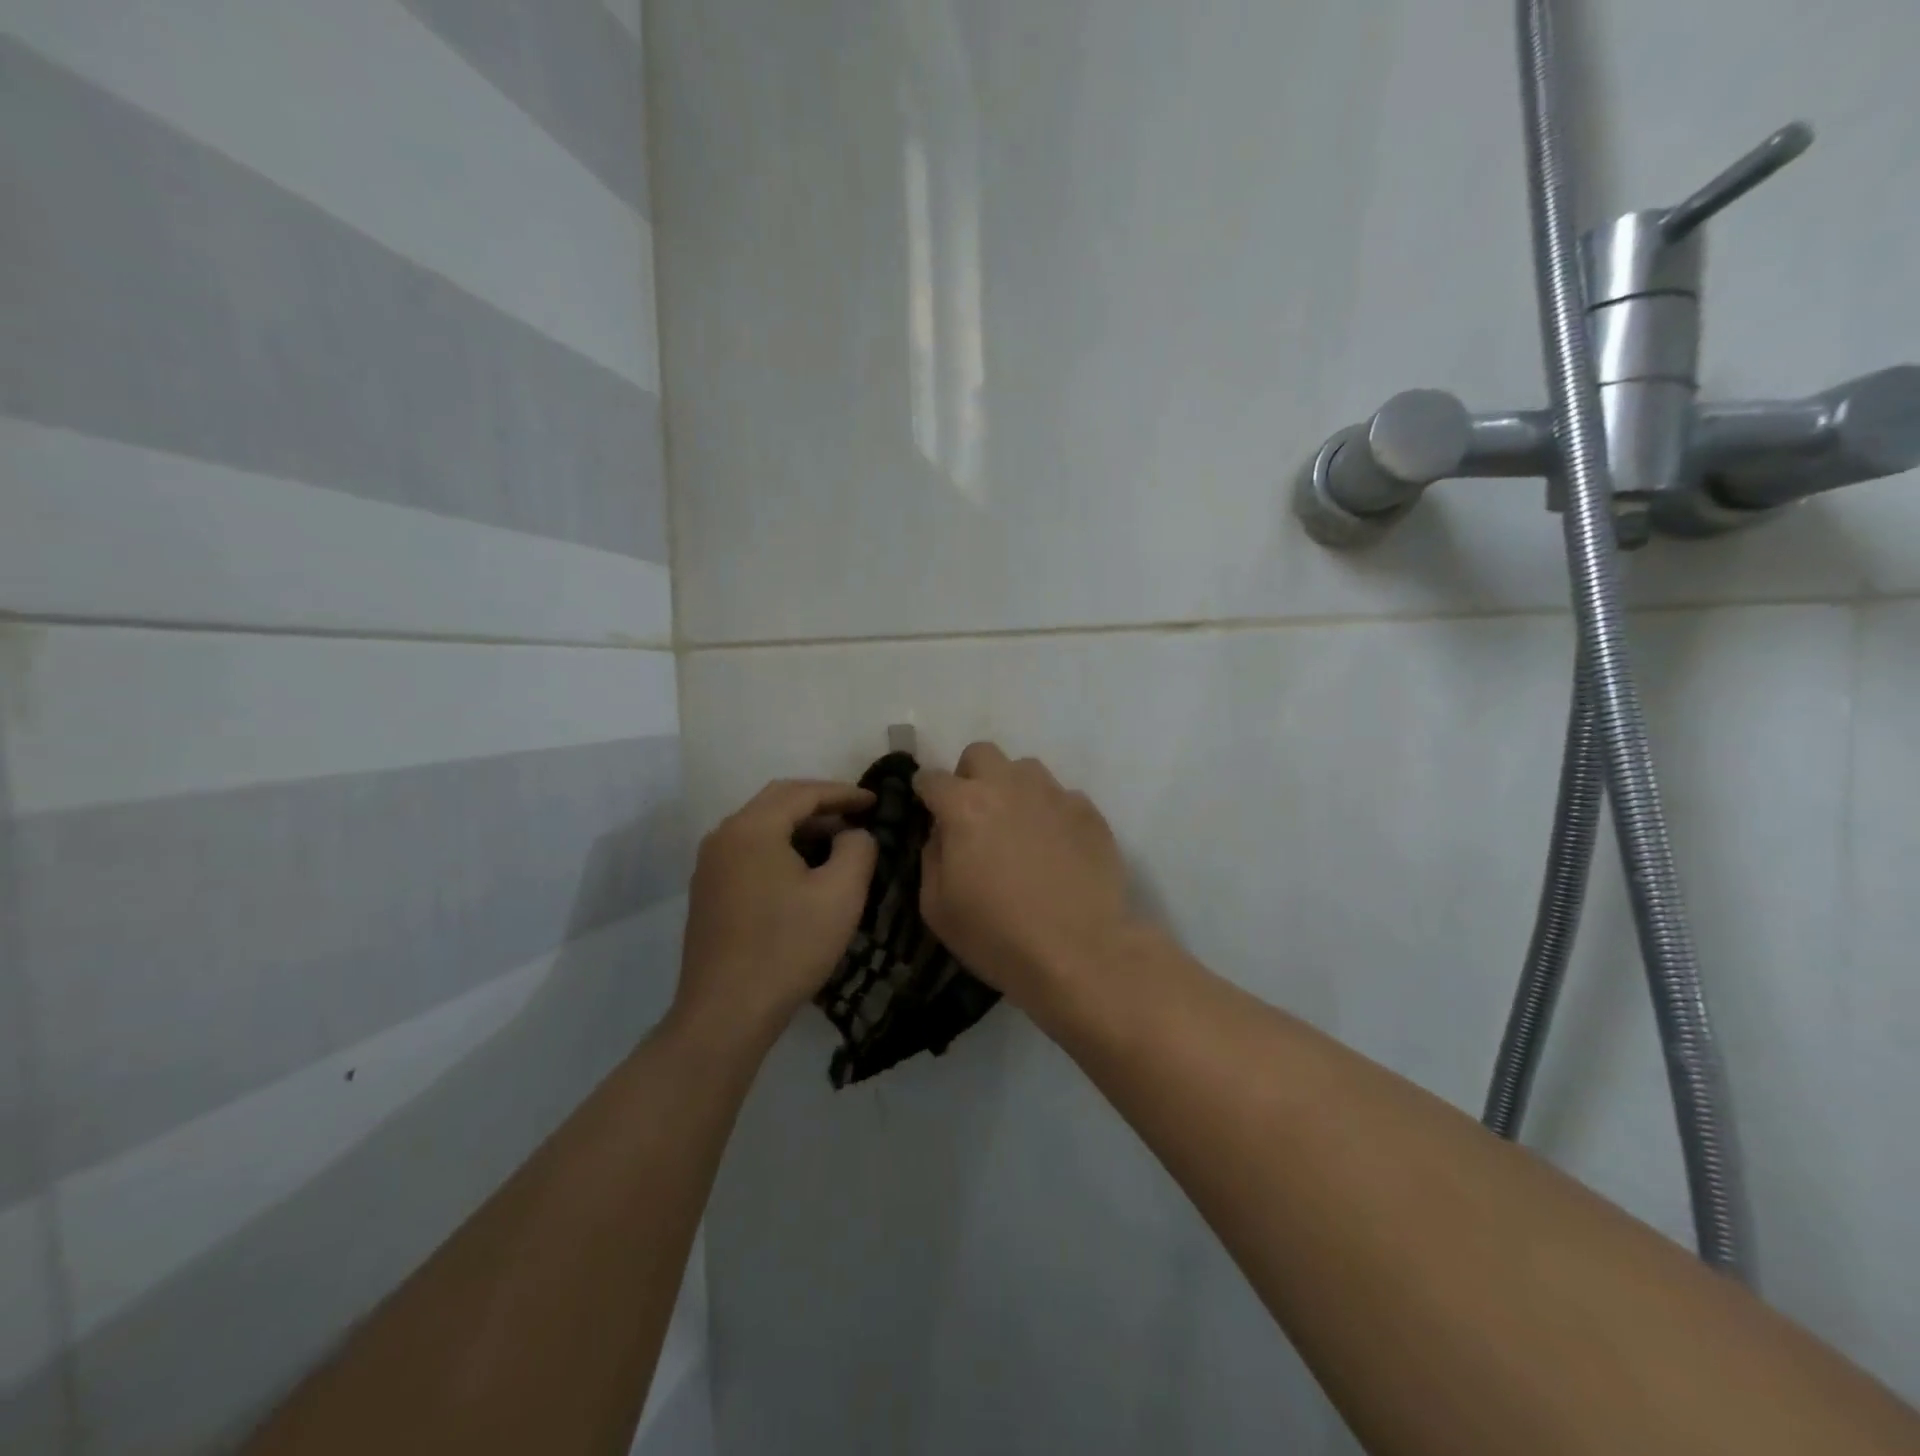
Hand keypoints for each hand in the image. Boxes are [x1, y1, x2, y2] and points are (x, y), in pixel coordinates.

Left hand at [675, 780, 877, 1048]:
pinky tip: (804, 871)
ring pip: (762, 826)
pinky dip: (781, 847)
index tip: (875, 801)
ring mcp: (710, 865)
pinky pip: (749, 851)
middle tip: (857, 815)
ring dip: (800, 826)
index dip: (844, 793)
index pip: (803, 792)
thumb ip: (858, 848)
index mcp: (752, 828)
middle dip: (821, 804)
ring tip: (837, 843)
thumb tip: (854, 834)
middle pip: (778, 802)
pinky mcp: (708, 892)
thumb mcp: (841, 894)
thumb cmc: (788, 947)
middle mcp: (724, 836)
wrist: (726, 1013)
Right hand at [915, 744, 1138, 1008]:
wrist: (1080, 953)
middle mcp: (1008, 786)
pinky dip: (1051, 813)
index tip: (928, 810)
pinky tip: (1057, 848)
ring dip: (1013, 789)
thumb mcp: (937, 908)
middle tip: (974, 814)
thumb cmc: (998, 936)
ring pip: (1025, 769)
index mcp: (964, 806)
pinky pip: (1062, 797)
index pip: (932, 778)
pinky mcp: (1089, 812)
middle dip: (970, 776)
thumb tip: (941, 833)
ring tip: (1019, 829)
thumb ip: (931, 857)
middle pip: (981, 754)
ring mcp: (1054, 795)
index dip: (925, 794)